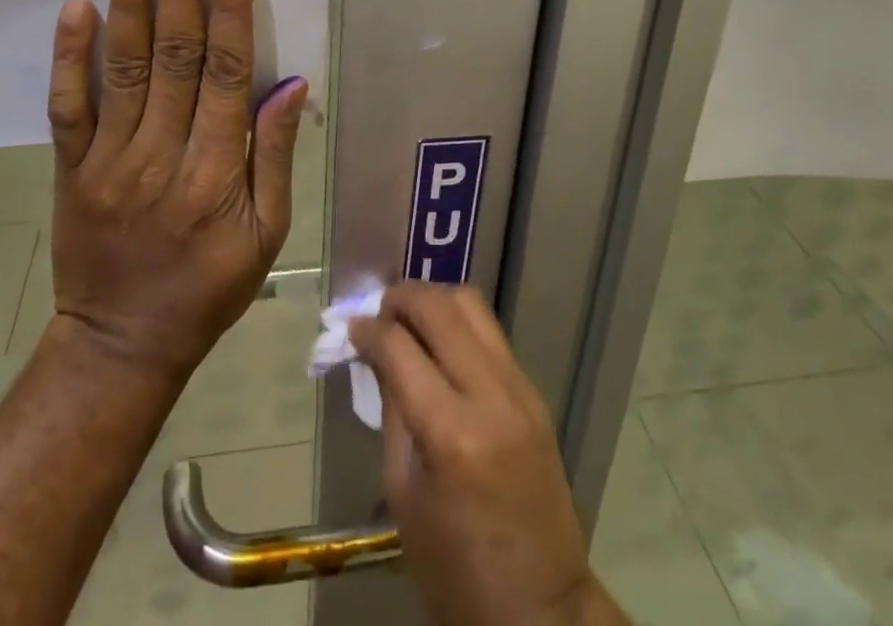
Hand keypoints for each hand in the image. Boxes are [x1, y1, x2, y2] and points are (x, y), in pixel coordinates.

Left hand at [46, 0, 306, 381]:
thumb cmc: (209, 287)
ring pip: (123, 70)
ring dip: (130, 5)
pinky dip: (69, 56)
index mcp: (216, 173)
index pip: (228, 75)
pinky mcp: (70, 169)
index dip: (233, 12)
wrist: (121, 344)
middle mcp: (161, 156)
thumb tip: (290, 84)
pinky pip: (67, 107)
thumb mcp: (267, 235)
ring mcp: (108, 161)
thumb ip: (274, 156)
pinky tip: (76, 7)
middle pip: (175, 58)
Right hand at [350, 284, 619, 625]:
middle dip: (402, 297)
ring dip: (433, 300)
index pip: (400, 347)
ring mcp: (520, 388)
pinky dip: (458, 324)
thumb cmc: (455, 568)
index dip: (368, 328)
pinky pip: (490, 333)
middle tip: (378, 312)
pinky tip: (438, 344)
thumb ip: (392, 410)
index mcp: (451, 433)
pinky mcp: (534, 391)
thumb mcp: (404, 494)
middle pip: (441, 307)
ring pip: (472, 305)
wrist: (541, 608)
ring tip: (407, 320)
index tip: (350, 326)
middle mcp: (491, 395)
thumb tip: (376, 352)